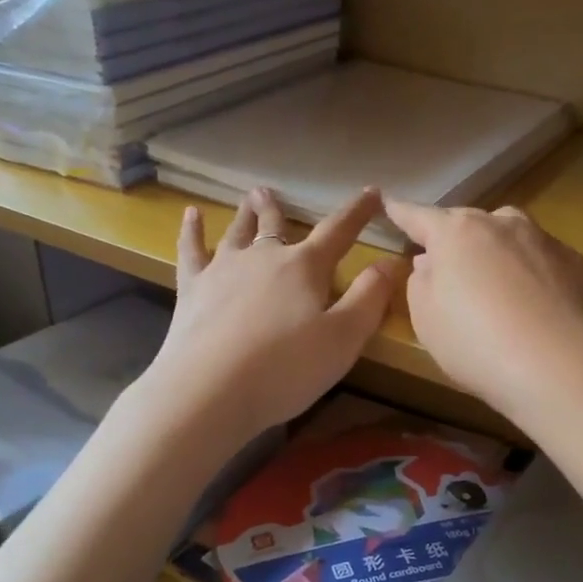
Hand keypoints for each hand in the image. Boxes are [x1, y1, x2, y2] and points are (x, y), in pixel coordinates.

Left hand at [146, 187, 401, 446]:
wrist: (209, 390)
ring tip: (249, 197)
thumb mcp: (344, 338)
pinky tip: (190, 215)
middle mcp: (264, 257)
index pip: (338, 232)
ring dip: (245, 214)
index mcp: (305, 267)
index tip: (372, 192)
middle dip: (280, 209)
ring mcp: (223, 270)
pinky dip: (191, 231)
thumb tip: (391, 261)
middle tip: (273, 191)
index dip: (358, 212)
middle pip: (276, 226)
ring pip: (237, 232)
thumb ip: (370, 298)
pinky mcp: (192, 289)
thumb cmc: (285, 369)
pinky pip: (192, 250)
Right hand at [384, 197, 582, 423]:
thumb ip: (420, 282)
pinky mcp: (578, 264)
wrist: (559, 370)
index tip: (388, 202)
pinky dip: (533, 274)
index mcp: (456, 233)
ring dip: (497, 253)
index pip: (419, 216)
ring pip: (510, 236)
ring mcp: (545, 240)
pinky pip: (543, 261)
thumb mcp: (425, 319)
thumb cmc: (476, 345)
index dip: (400, 211)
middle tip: (449, 268)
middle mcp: (502, 224)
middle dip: (455, 239)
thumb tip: (431, 262)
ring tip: (497, 287)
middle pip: (469, 223)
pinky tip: (536, 307)